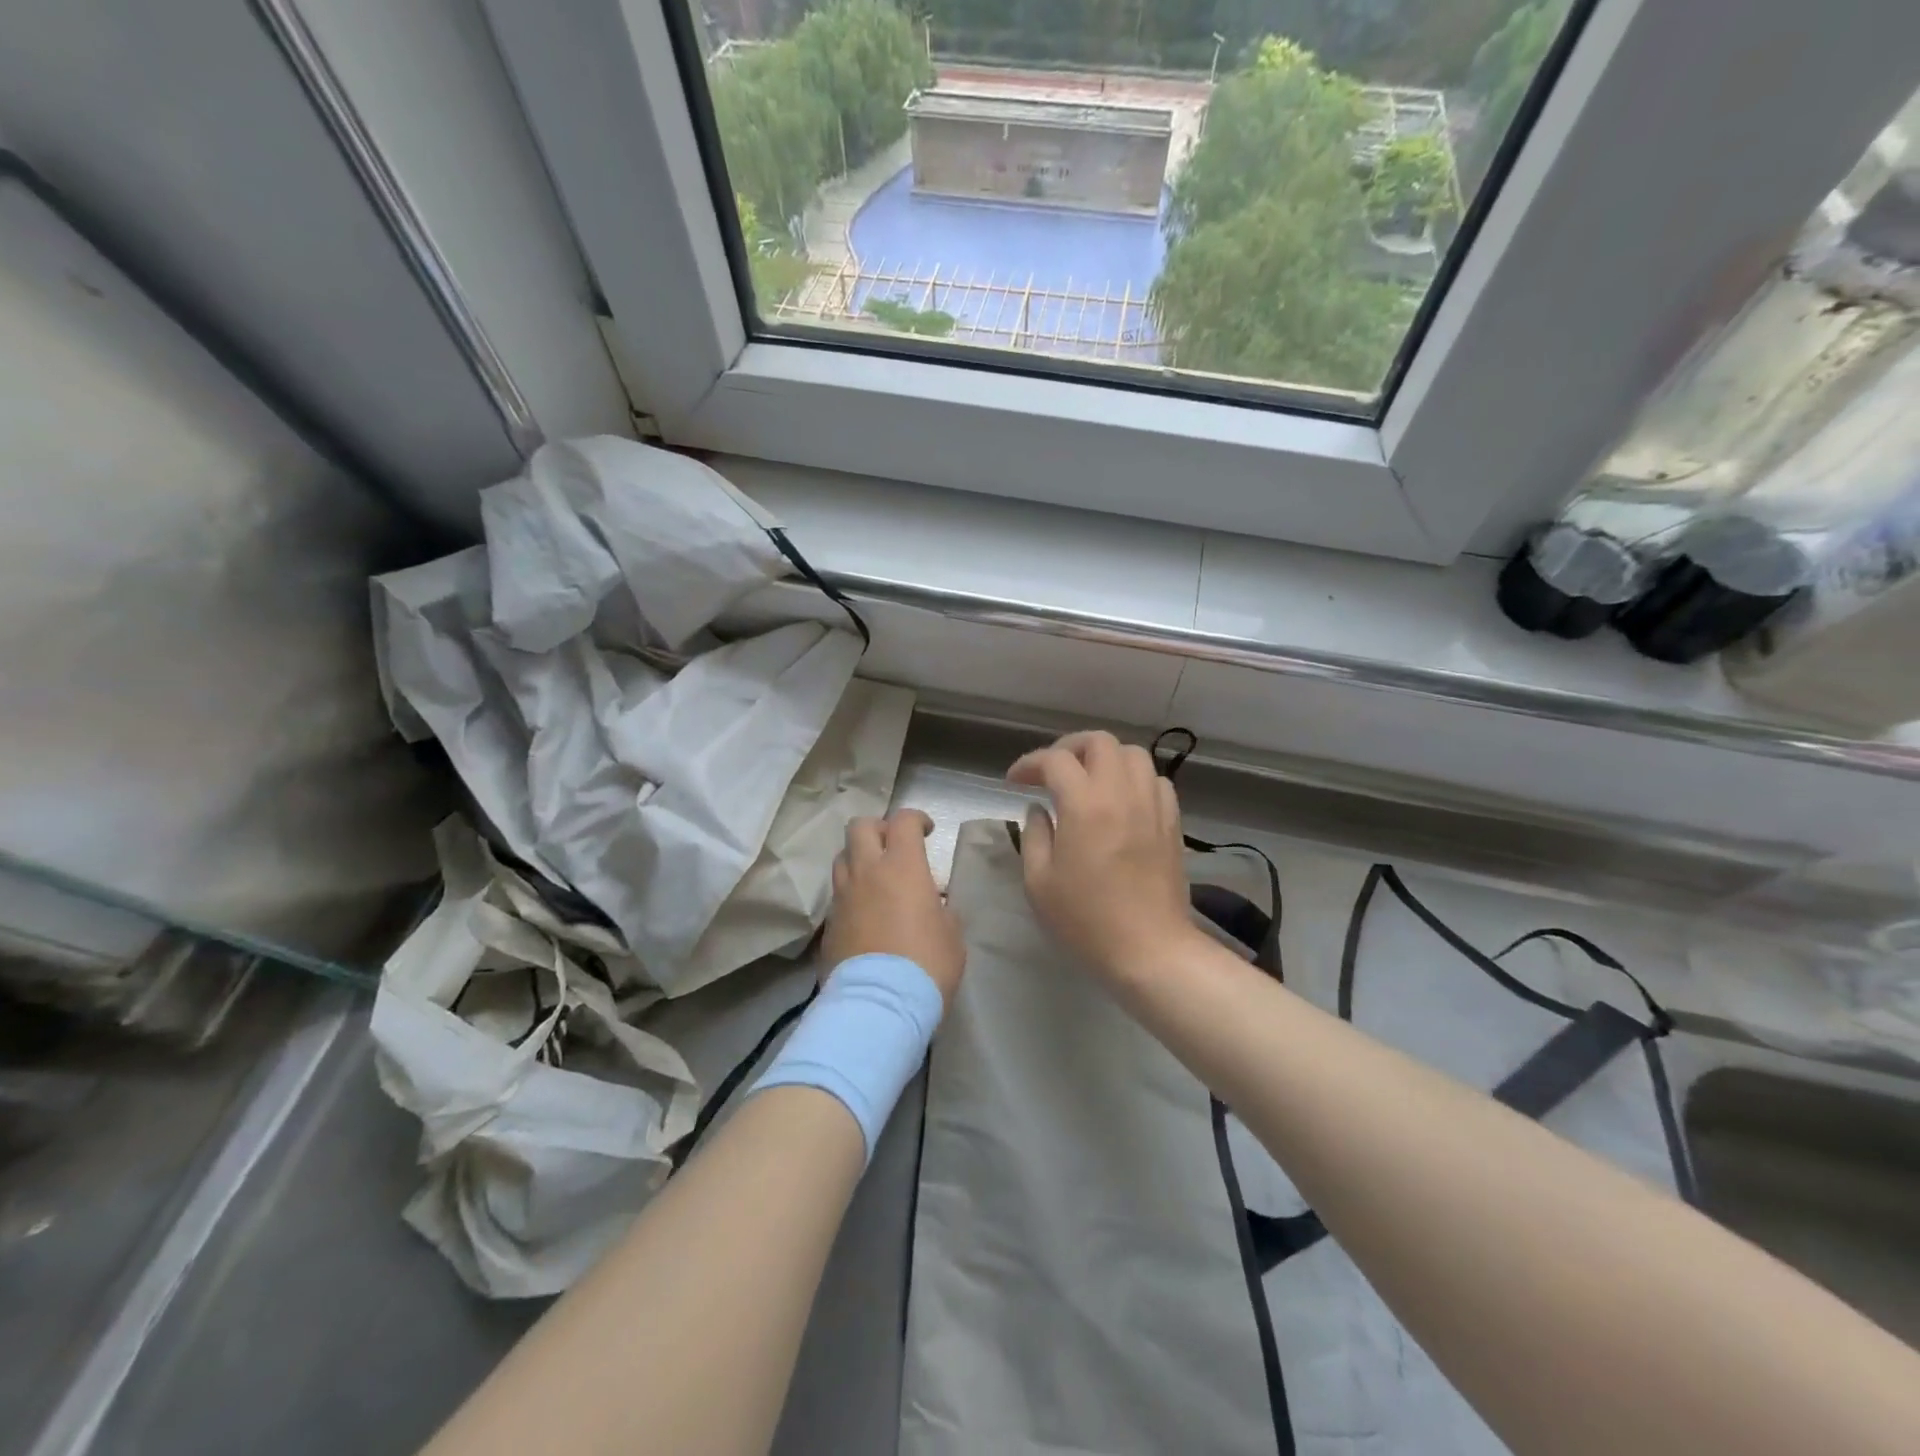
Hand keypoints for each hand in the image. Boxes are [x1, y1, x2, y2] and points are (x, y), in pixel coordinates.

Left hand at [823, 810, 965, 1004]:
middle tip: (894, 846)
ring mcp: (842, 897)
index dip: (916, 819)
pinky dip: (851, 895)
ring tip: (875, 879)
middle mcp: (866, 872)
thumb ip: (940, 908)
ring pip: (842, 858)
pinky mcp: (827, 925)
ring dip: (859, 859)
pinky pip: (837, 895)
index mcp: (902, 866)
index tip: (927, 831)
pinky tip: (865, 915)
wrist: (879, 1004)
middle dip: (878, 828)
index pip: (903, 821)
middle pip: (860, 827)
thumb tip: (931, 905)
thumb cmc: (927, 964)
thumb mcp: (951, 933)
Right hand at [1007, 731, 1199, 986]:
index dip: (1030, 763)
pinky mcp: (1172, 821)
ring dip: (1105, 758)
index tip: (1014, 781)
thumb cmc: (1086, 920)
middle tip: (1051, 770)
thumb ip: (1034, 836)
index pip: (1055, 760)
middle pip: (1099, 742)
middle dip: (1069, 748)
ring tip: (1088, 780)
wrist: (1149, 949)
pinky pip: (1155, 780)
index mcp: (1085, 805)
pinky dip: (1133, 778)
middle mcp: (1121, 793)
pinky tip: (1121, 800)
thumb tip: (1038, 810)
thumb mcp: (1039, 882)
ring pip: (1133, 754)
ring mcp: (1152, 804)